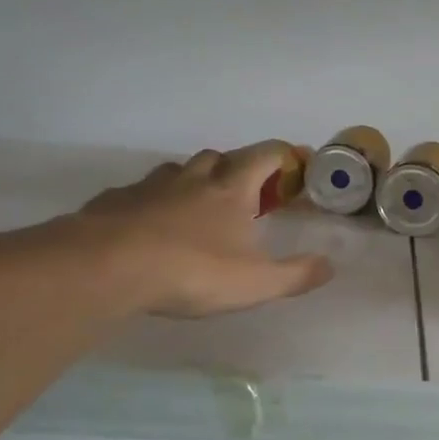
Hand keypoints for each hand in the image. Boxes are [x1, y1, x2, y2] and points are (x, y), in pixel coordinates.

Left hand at [79, 144, 333, 317]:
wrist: (108, 267)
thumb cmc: (191, 270)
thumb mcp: (255, 283)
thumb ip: (296, 275)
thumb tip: (330, 265)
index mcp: (231, 190)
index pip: (264, 156)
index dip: (283, 156)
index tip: (295, 163)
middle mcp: (192, 179)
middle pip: (219, 157)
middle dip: (235, 168)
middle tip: (243, 193)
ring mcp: (150, 187)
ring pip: (177, 171)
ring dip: (193, 181)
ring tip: (197, 208)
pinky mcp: (115, 202)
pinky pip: (140, 194)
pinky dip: (153, 202)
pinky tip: (149, 227)